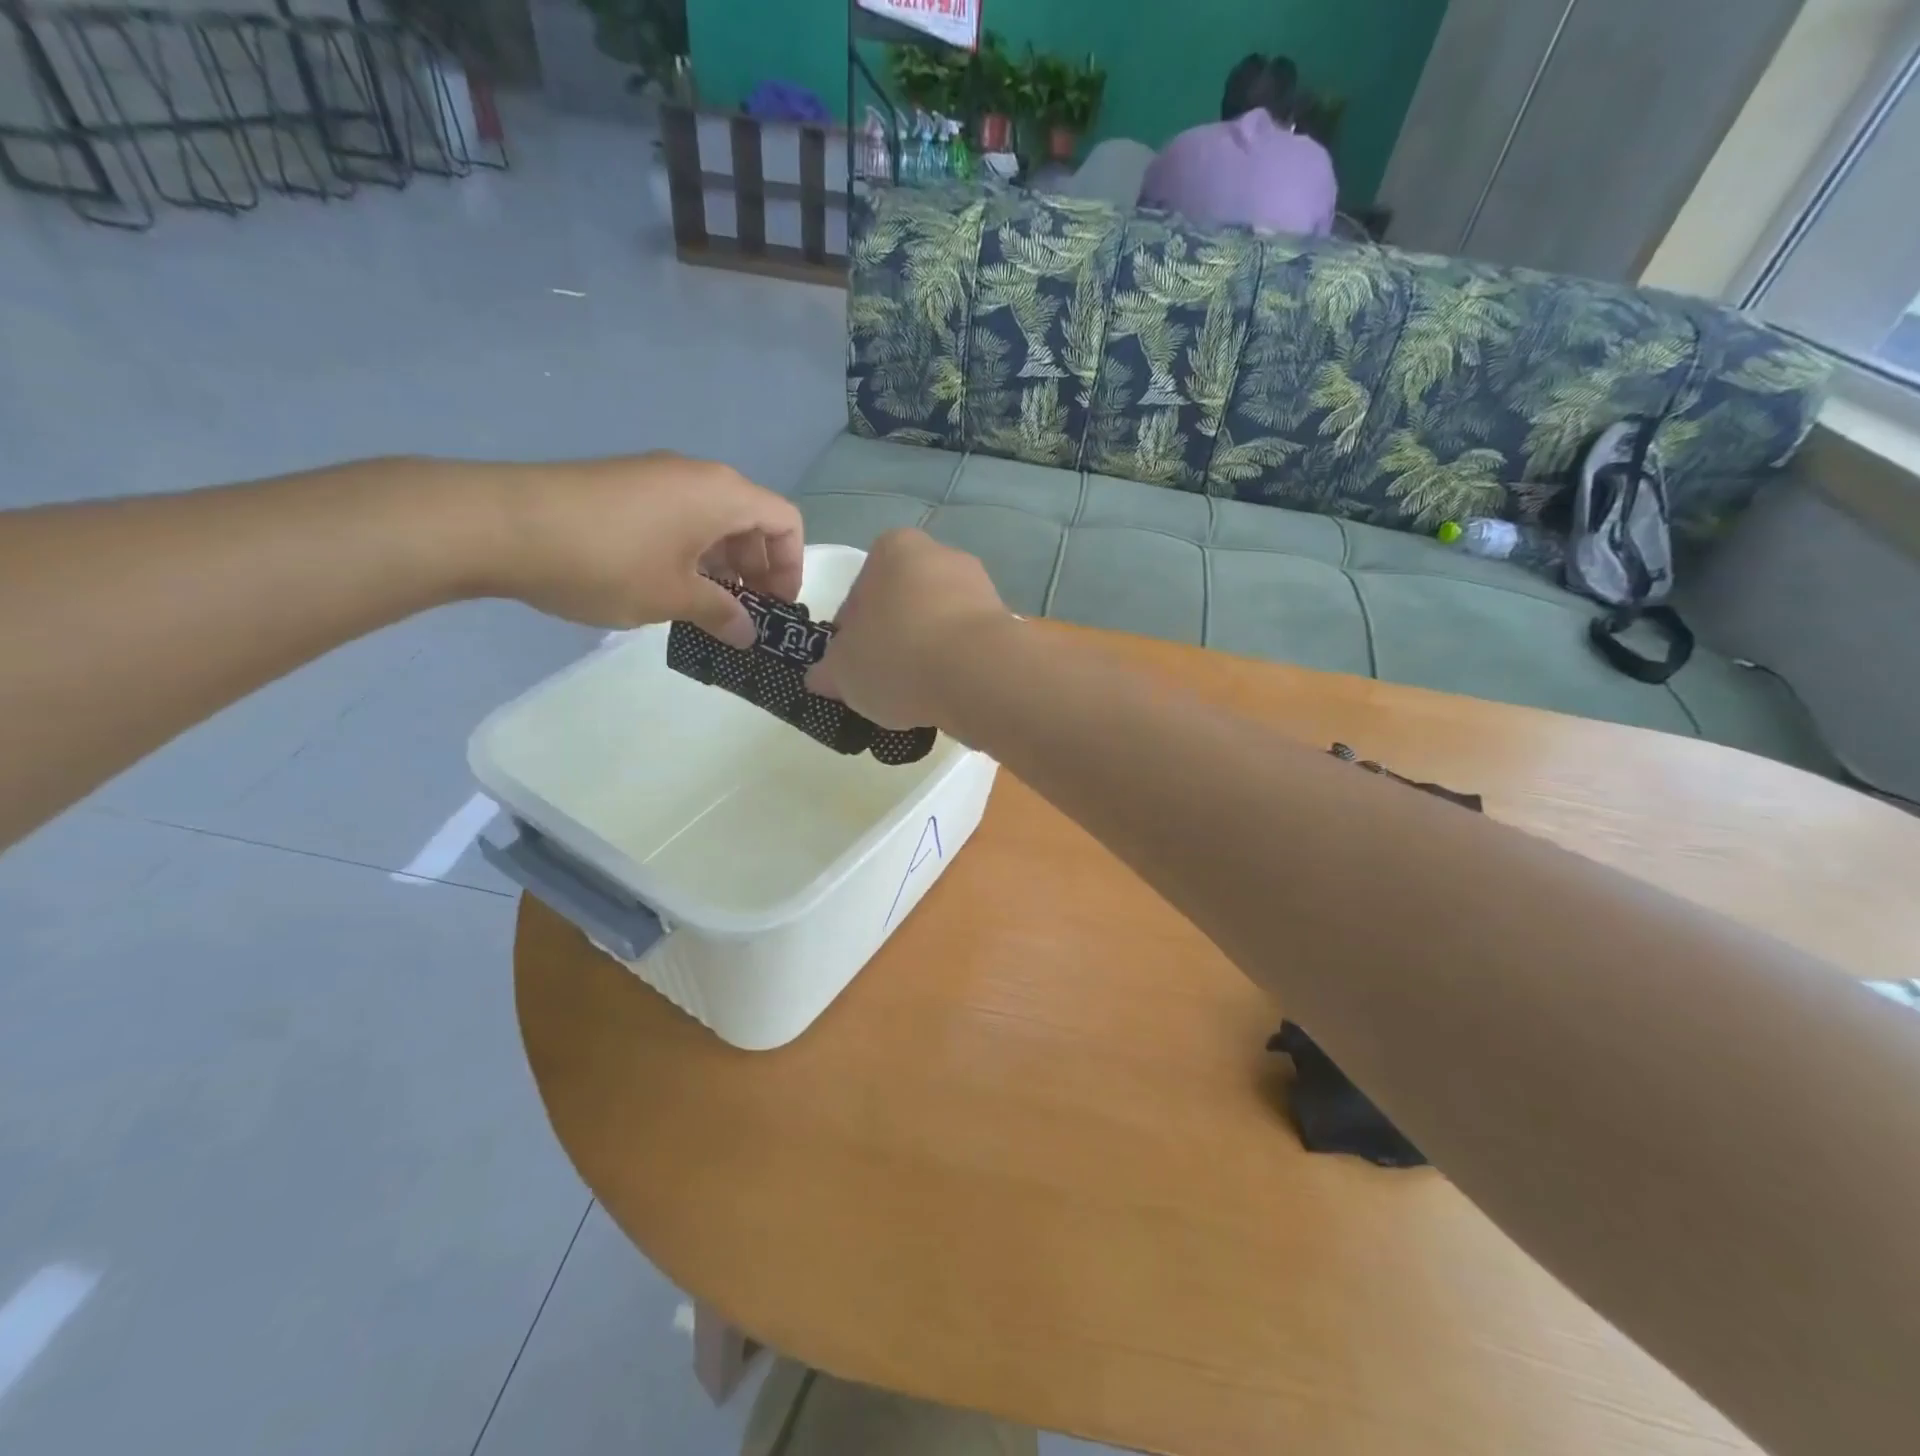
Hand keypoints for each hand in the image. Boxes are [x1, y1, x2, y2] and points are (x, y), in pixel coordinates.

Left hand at [488, 453, 801, 645]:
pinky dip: (689, 551)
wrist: (501, 525)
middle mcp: (697, 476)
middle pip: (751, 519)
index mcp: (722, 494)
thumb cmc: (607, 562)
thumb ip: (721, 614)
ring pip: (713, 520)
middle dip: (757, 569)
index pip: (786, 521)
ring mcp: (656, 476)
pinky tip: (666, 585)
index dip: (792, 567)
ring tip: (705, 607)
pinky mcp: (623, 486)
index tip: (775, 608)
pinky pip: (678, 516)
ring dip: (722, 564)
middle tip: (743, 615)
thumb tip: (748, 634)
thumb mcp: (673, 597)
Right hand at [806, 528, 1011, 729]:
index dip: (850, 636)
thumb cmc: (897, 657)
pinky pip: (969, 645)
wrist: (979, 674)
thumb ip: (827, 671)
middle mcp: (940, 555)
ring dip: (927, 654)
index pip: (859, 594)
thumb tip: (822, 677)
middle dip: (892, 641)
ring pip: (938, 625)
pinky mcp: (1007, 621)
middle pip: (902, 606)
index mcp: (893, 549)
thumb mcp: (842, 671)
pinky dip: (957, 666)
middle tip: (883, 683)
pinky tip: (948, 694)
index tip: (852, 668)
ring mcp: (980, 586)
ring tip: (917, 696)